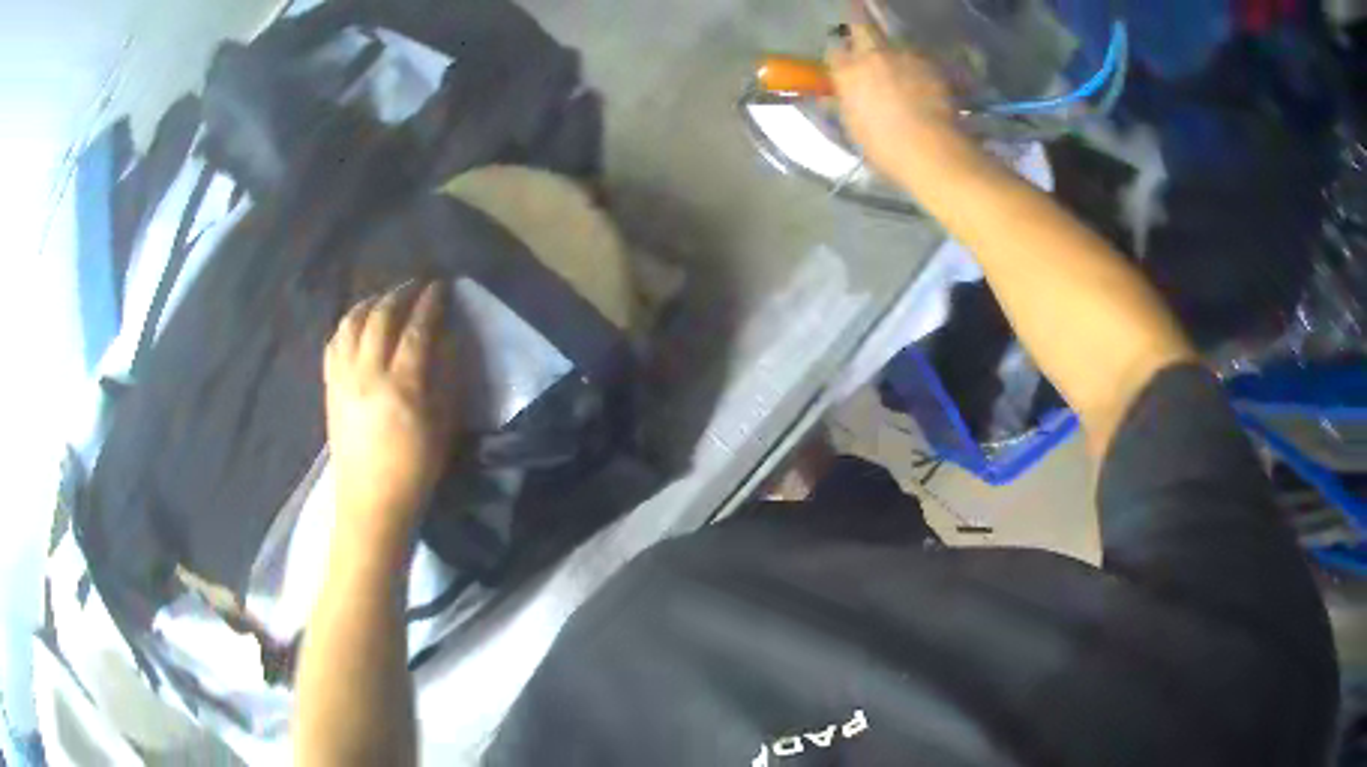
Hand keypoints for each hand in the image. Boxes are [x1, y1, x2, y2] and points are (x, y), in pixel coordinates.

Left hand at [324, 281, 458, 541]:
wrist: (371, 501)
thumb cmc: (415, 469)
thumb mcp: (443, 426)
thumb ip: (445, 376)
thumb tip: (446, 337)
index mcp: (402, 386)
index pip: (416, 328)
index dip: (430, 302)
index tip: (441, 286)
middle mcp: (367, 373)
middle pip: (381, 316)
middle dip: (400, 293)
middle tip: (416, 286)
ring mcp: (343, 378)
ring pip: (352, 322)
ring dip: (371, 302)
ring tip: (386, 299)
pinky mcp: (329, 387)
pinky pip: (334, 341)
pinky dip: (348, 324)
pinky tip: (359, 324)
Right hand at [826, 21, 968, 183]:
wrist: (929, 150)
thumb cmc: (884, 146)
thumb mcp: (854, 128)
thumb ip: (844, 104)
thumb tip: (832, 99)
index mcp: (846, 72)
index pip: (834, 52)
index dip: (840, 58)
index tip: (845, 66)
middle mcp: (871, 55)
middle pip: (862, 27)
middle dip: (862, 31)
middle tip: (869, 46)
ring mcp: (902, 56)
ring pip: (894, 42)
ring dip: (894, 52)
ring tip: (903, 69)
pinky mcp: (930, 63)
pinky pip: (919, 57)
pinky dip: (919, 65)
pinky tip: (924, 82)